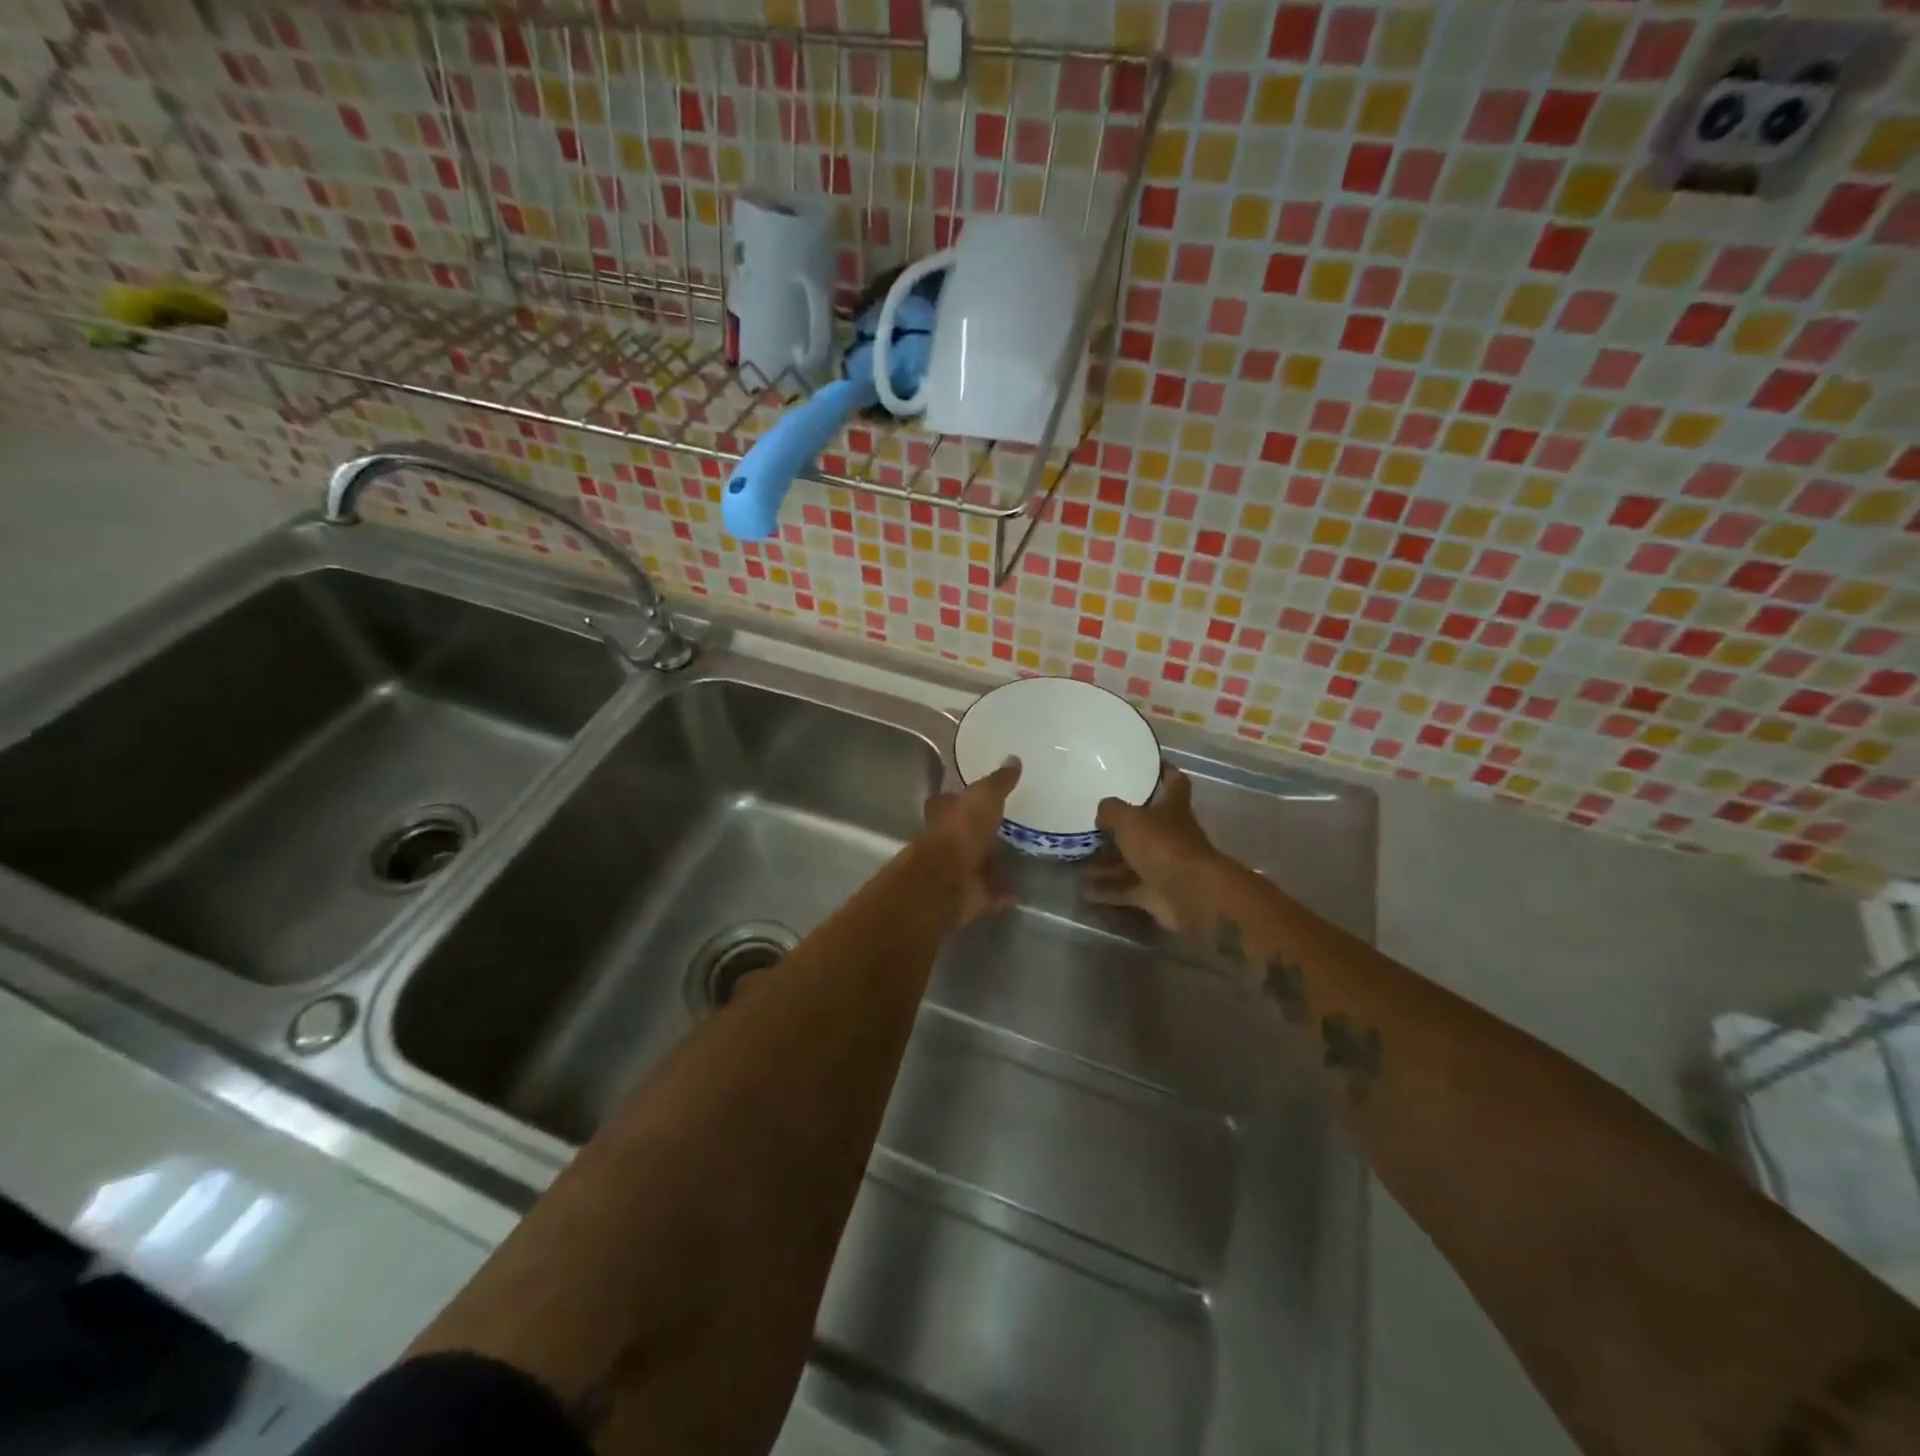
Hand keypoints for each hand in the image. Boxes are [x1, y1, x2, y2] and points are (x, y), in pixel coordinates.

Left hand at [919, 757, 1020, 925]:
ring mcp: (957, 871)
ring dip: (995, 862)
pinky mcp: (970, 896)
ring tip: (1024, 856)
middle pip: (966, 833)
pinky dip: (1006, 892)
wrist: (945, 882)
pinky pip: (992, 893)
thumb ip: (998, 782)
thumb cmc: (960, 831)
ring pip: (979, 863)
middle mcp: (947, 841)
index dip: (964, 798)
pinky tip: (1025, 890)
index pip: (952, 801)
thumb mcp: (984, 797)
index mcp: (945, 814)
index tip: (984, 795)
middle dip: (983, 831)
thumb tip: (1014, 758)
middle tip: (1011, 825)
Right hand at [1084, 764, 1220, 932]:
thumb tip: (1102, 812)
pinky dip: (1107, 891)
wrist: (1191, 896)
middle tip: (1091, 820)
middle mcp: (1170, 835)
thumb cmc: (1163, 846)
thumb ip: (1111, 810)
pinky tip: (1083, 890)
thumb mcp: (1130, 819)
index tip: (1149, 763)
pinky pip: (1126, 889)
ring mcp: (1163, 865)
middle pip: (1146, 826)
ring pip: (1131, 860)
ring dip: (1106, 863)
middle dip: (1120, 826)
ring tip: (1077, 859)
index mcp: (1172, 808)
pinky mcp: (1155, 893)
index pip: (1174, 782)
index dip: (1164, 771)